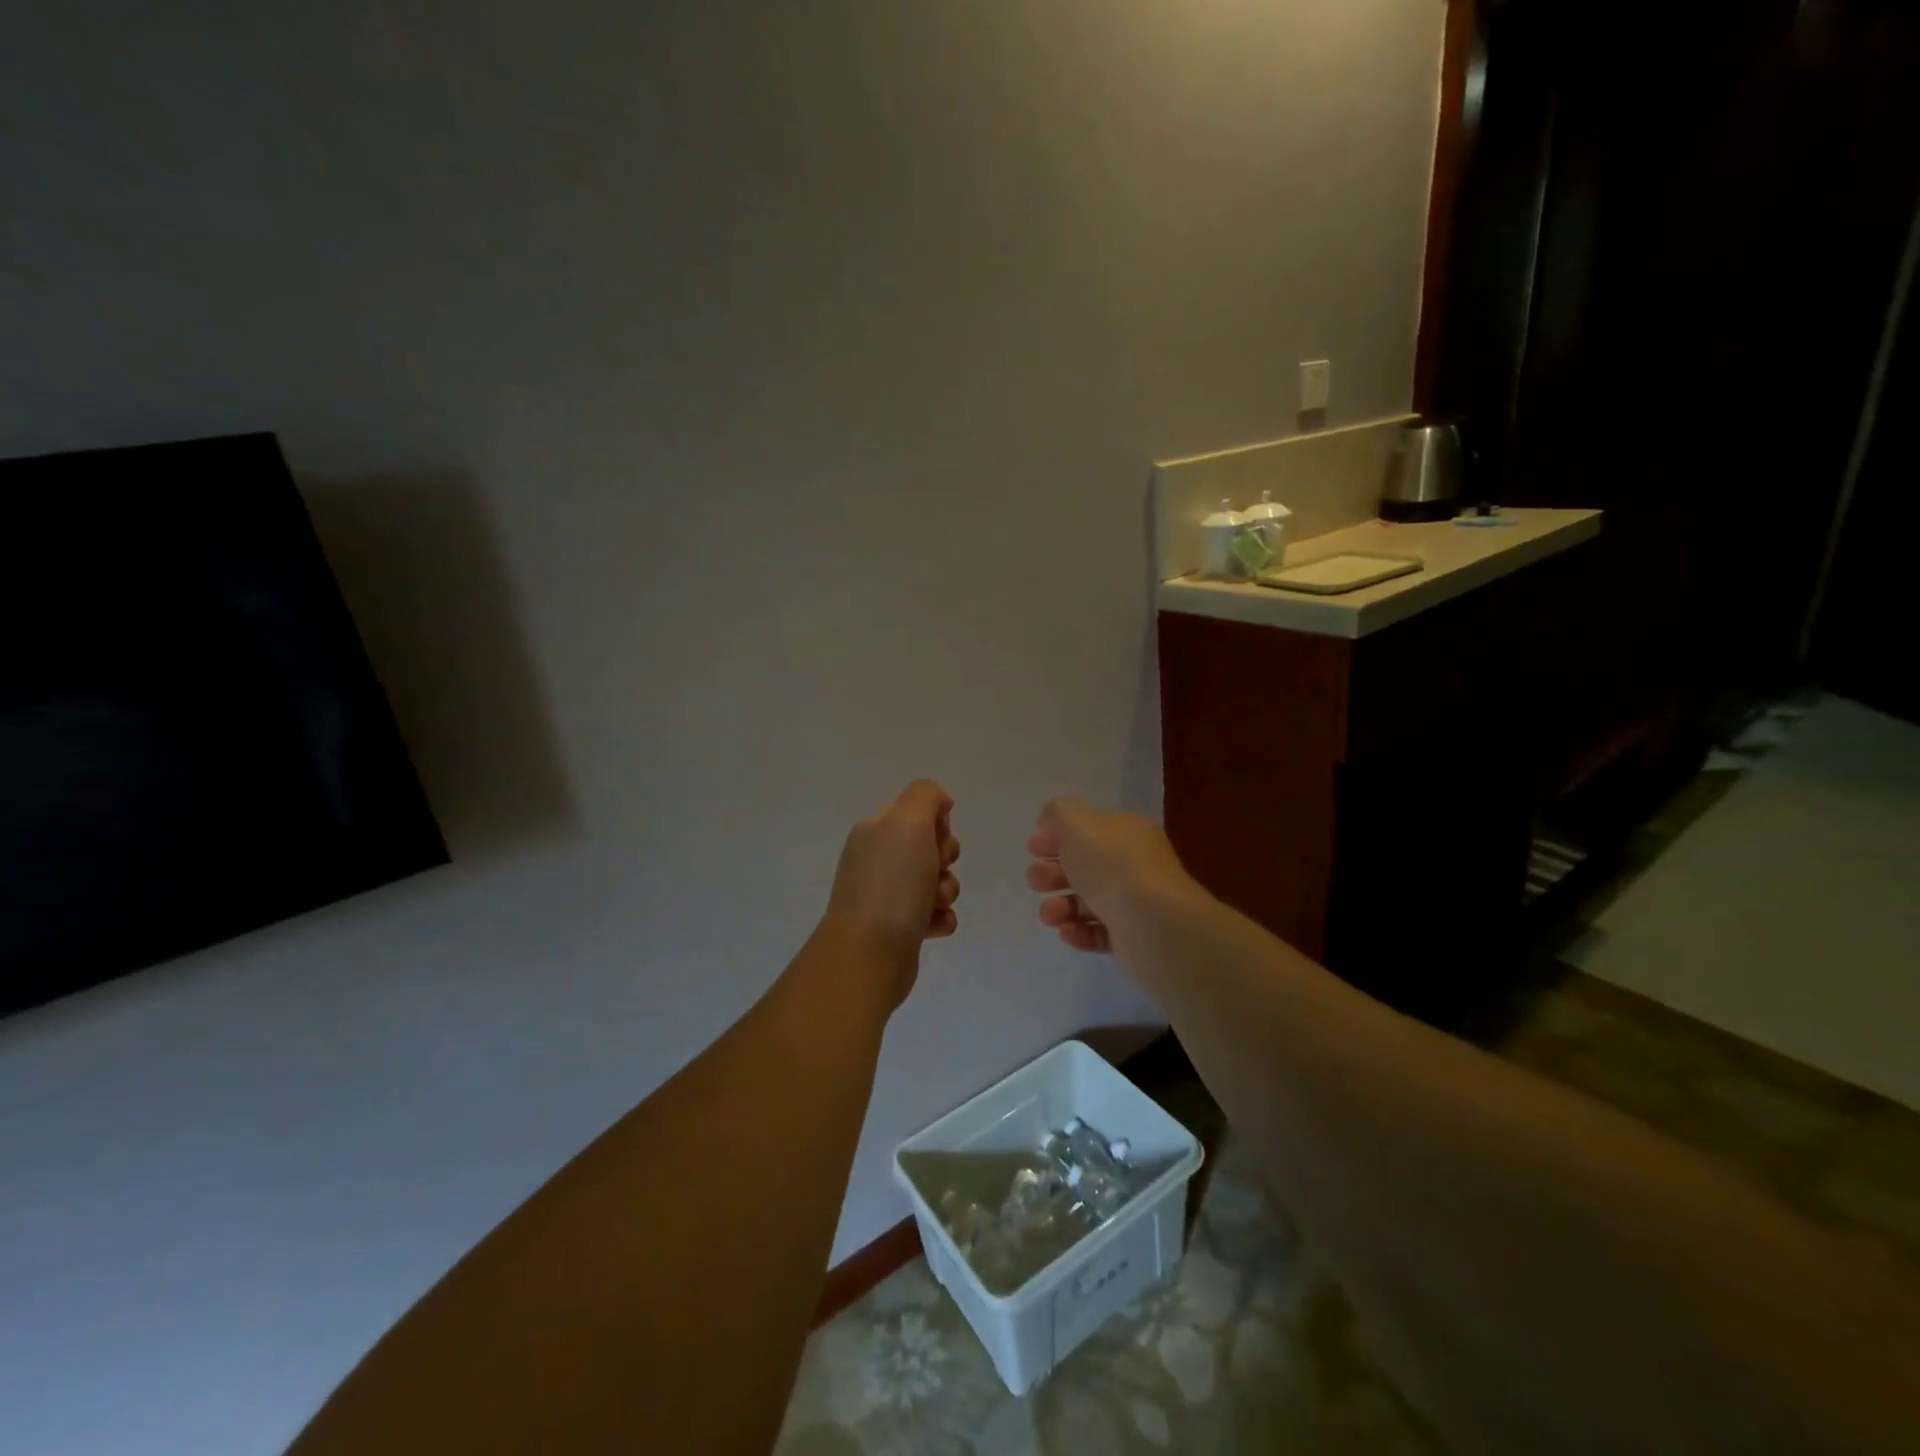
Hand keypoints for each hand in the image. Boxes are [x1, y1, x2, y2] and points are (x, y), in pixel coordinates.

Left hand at [825, 780, 961, 969]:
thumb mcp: (909, 821)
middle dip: (945, 859)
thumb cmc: (893, 882)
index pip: (917, 813)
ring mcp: (885, 895)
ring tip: (934, 905)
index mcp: (874, 830)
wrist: (871, 952)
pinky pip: (933, 914)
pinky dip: (941, 918)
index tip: (936, 839)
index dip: (937, 825)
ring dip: (946, 891)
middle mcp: (876, 859)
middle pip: (930, 847)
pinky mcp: (898, 928)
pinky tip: (934, 926)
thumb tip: (940, 803)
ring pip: (935, 881)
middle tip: (936, 871)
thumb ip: (926, 796)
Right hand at [1026, 798, 1189, 954]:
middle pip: (1084, 867)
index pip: (1088, 830)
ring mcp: (1134, 903)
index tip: (1034, 849)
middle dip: (1052, 873)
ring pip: (1086, 902)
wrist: (1155, 925)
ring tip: (1051, 915)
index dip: (1057, 837)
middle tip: (1037, 882)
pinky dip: (1078, 931)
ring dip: (1060, 906)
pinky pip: (1097, 932)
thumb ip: (1058, 815)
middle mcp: (1133, 865)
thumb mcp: (1077, 823)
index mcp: (1126, 833)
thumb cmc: (1113, 867)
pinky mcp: (1131, 938)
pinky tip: (1068, 931)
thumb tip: (1051, 828)